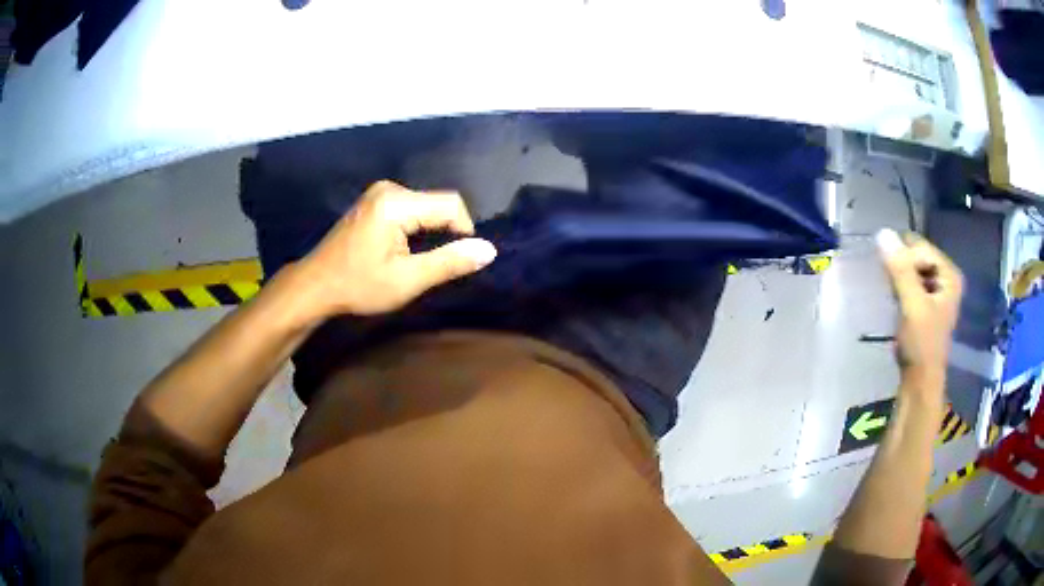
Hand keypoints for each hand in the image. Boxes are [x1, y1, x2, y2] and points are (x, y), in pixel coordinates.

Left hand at [296, 180, 496, 316]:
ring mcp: (380, 192)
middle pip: (438, 203)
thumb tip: (489, 250)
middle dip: (444, 233)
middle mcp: (389, 189)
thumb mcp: (407, 280)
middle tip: (429, 266)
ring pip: (426, 206)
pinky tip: (401, 249)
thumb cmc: (358, 286)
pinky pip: (411, 208)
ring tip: (413, 260)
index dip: (464, 232)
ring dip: (430, 231)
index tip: (453, 262)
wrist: (315, 285)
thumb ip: (449, 262)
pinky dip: (416, 227)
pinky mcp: (375, 200)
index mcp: (396, 203)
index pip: (451, 205)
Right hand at [876, 229, 962, 382]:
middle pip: (916, 257)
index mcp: (949, 274)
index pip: (920, 248)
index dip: (904, 261)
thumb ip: (900, 270)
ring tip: (895, 298)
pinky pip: (910, 281)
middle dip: (901, 269)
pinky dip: (900, 287)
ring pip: (911, 269)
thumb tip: (882, 233)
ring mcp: (936, 290)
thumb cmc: (921, 344)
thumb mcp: (912, 305)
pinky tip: (896, 302)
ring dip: (899, 279)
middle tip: (893, 290)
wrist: (919, 381)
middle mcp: (946, 277)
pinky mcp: (926, 302)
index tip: (894, 283)